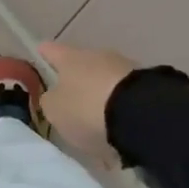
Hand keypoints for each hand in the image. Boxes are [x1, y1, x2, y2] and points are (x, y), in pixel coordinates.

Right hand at [39, 41, 138, 166]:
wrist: (140, 115)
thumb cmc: (86, 108)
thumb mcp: (55, 110)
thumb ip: (51, 102)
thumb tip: (55, 97)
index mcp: (71, 58)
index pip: (52, 51)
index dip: (45, 53)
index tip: (40, 51)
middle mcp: (98, 57)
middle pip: (82, 67)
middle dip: (77, 83)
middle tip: (71, 105)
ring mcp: (125, 69)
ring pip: (106, 84)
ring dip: (100, 101)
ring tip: (97, 129)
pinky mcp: (147, 87)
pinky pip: (125, 101)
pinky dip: (119, 115)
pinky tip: (117, 136)